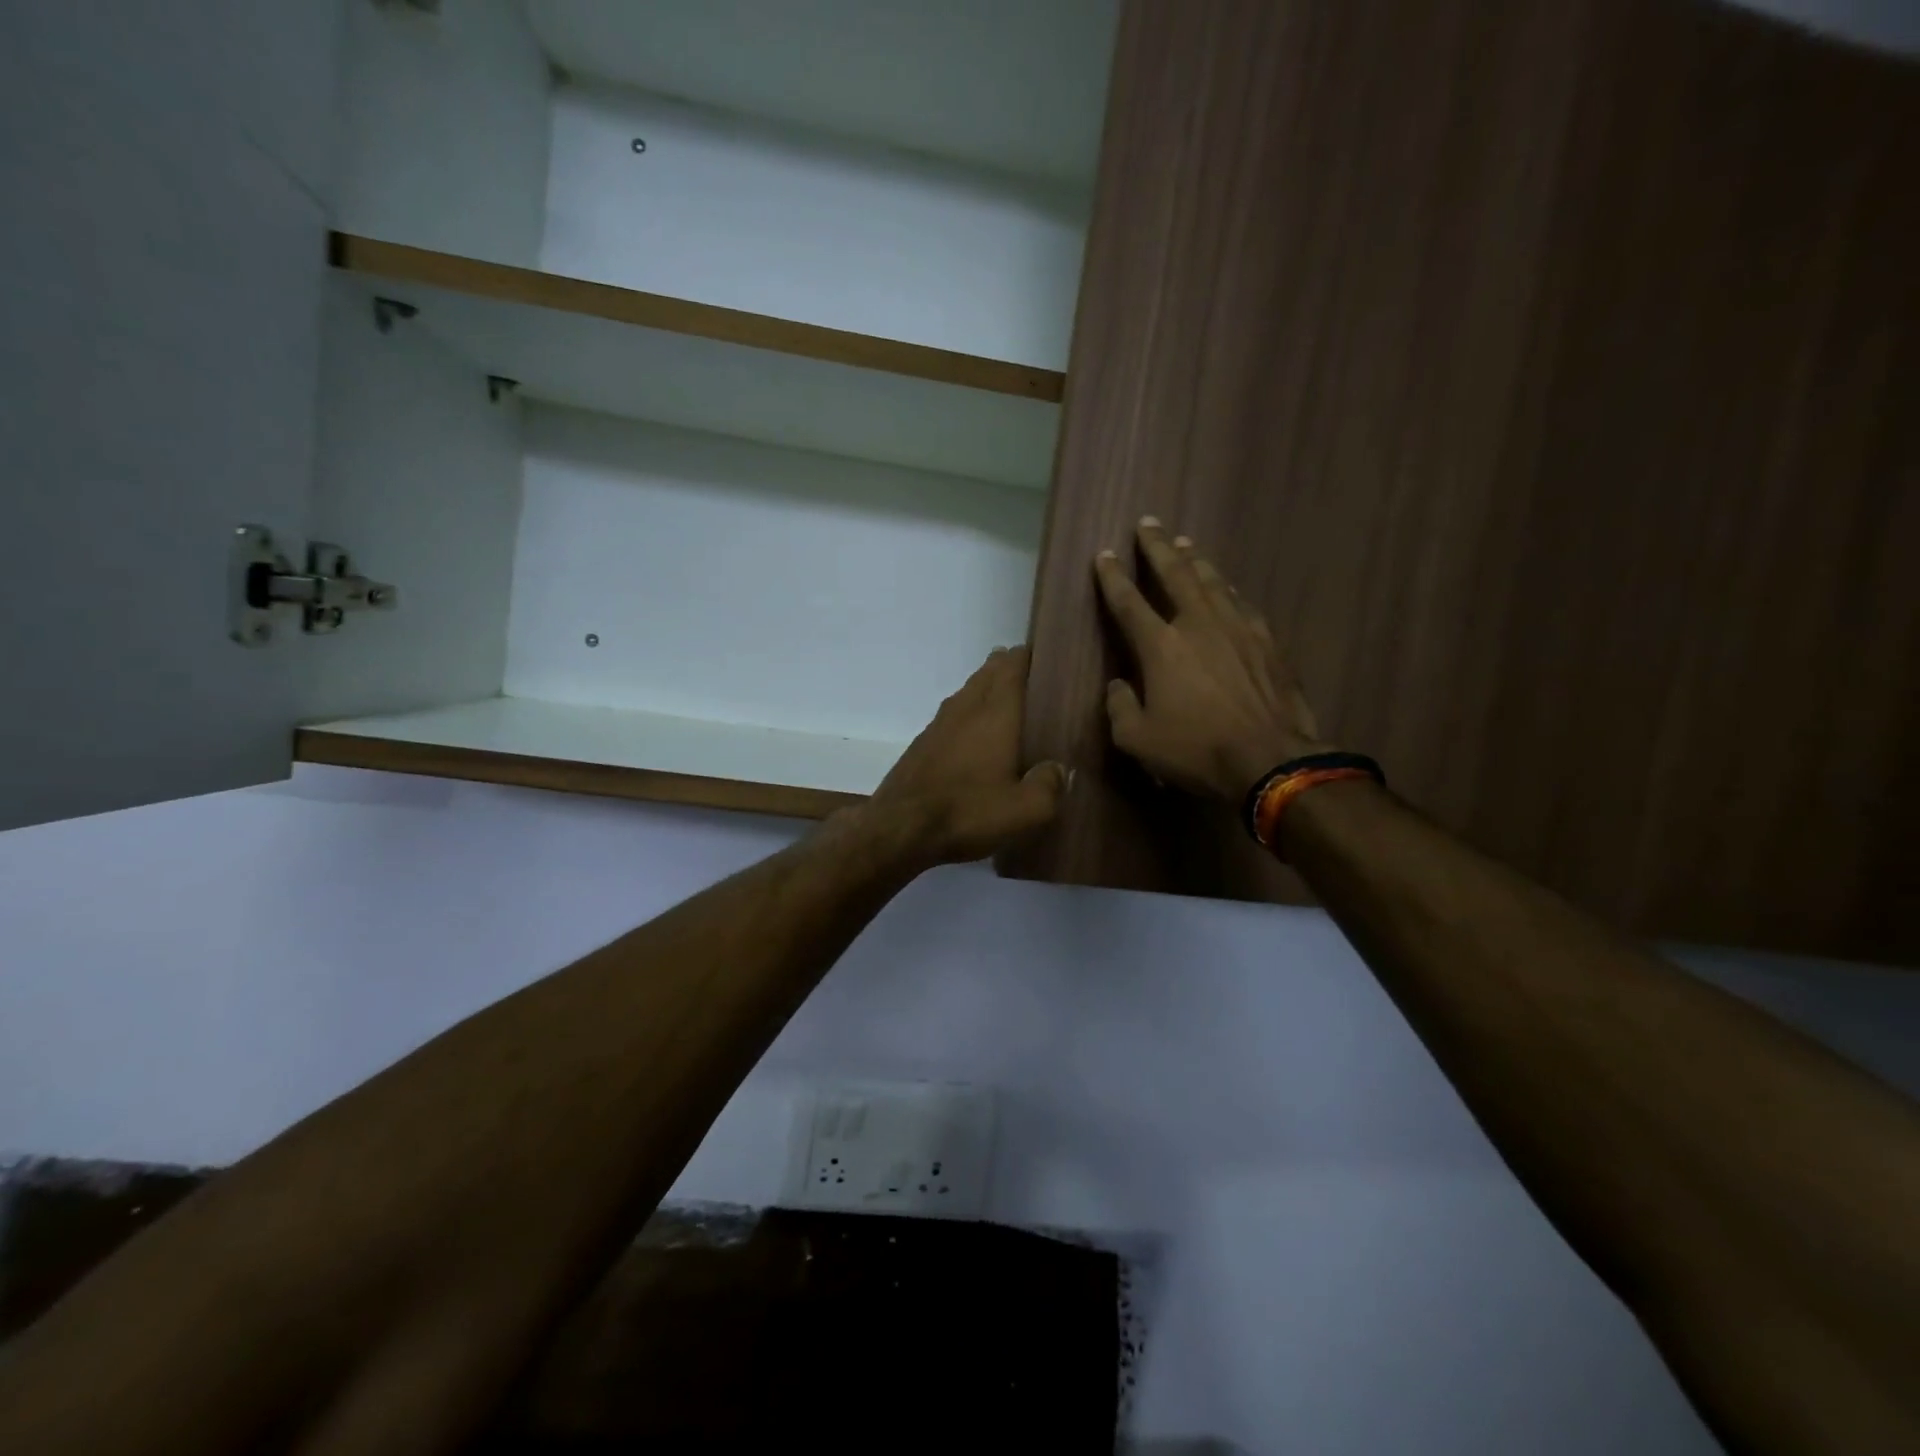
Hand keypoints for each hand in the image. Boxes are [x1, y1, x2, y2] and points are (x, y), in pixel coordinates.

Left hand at [863, 646, 1068, 865]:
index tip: (1045, 657)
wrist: (899, 827)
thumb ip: (1050, 785)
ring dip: (985, 688)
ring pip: (967, 692)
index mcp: (995, 713)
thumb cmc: (967, 811)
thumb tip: (1059, 769)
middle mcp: (966, 708)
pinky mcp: (922, 744)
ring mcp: (939, 724)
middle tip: (1029, 675)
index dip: (1028, 656)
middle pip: (987, 674)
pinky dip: (967, 713)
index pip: (1012, 666)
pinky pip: (951, 715)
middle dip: (1007, 668)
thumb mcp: (1025, 810)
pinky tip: (972, 733)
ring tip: (1004, 698)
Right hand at [1095, 519, 1328, 803]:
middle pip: (1175, 574)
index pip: (1129, 602)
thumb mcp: (1137, 740)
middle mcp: (1198, 625)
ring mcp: (1237, 629)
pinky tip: (1227, 587)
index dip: (1112, 577)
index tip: (1104, 554)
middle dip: (1157, 547)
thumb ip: (1119, 707)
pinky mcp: (1267, 642)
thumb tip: (1118, 686)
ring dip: (1195, 559)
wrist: (1271, 760)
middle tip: (1148, 523)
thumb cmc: (1196, 750)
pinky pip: (1241, 603)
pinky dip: (1227, 590)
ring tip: (1185, 543)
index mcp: (1161, 647)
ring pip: (1212, 581)